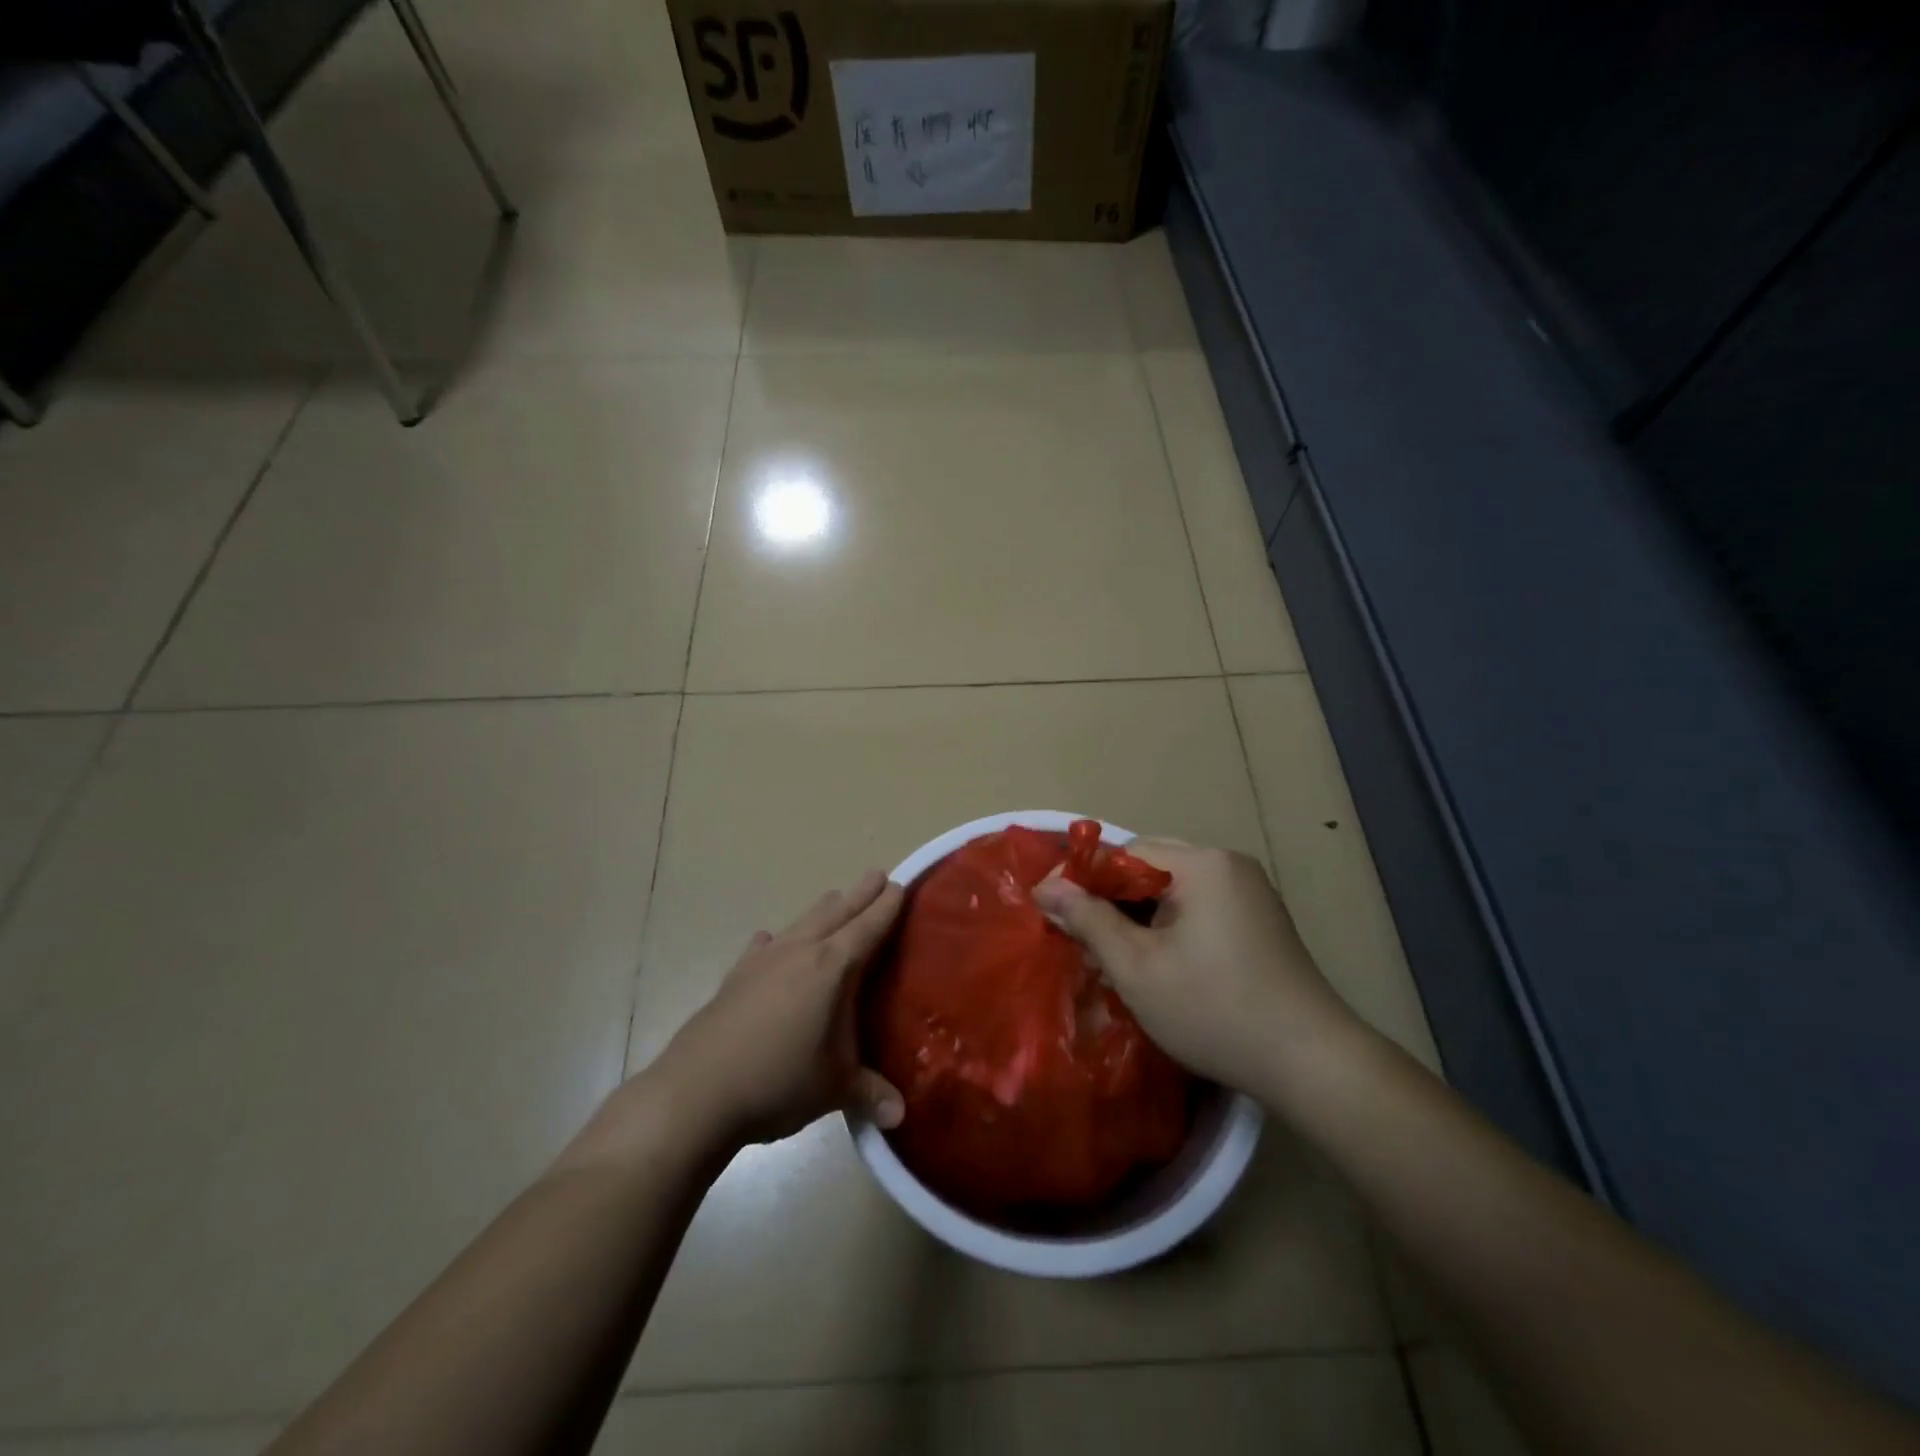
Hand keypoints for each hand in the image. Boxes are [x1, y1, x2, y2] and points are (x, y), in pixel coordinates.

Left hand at [654, 870, 906, 1147]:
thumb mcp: (833, 1089)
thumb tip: (900, 1116)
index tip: (900, 884)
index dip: (886, 906)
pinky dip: (775, 941)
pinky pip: (762, 947)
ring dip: (823, 910)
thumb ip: (869, 1094)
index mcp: (831, 967)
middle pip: (835, 911)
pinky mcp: (735, 977)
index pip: (868, 927)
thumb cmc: (778, 1081)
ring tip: (835, 900)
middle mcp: (798, 952)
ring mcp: (763, 961)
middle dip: (859, 894)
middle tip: (877, 875)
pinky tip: (770, 941)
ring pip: (801, 921)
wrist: (696, 1093)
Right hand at [1032, 840, 1358, 1092]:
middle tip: (1084, 940)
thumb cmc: (1213, 1009)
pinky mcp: (1261, 920)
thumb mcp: (1137, 967)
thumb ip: (1088, 920)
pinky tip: (1159, 963)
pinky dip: (1171, 926)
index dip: (1085, 880)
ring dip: (1141, 916)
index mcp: (1202, 863)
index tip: (1054, 914)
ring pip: (1174, 890)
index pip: (1125, 853)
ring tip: (1116, 956)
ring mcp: (1250, 892)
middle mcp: (1229, 864)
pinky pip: (1200, 907)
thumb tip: (1045, 886)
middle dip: (1113, 901)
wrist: (1311, 1063)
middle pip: (1150, 868)